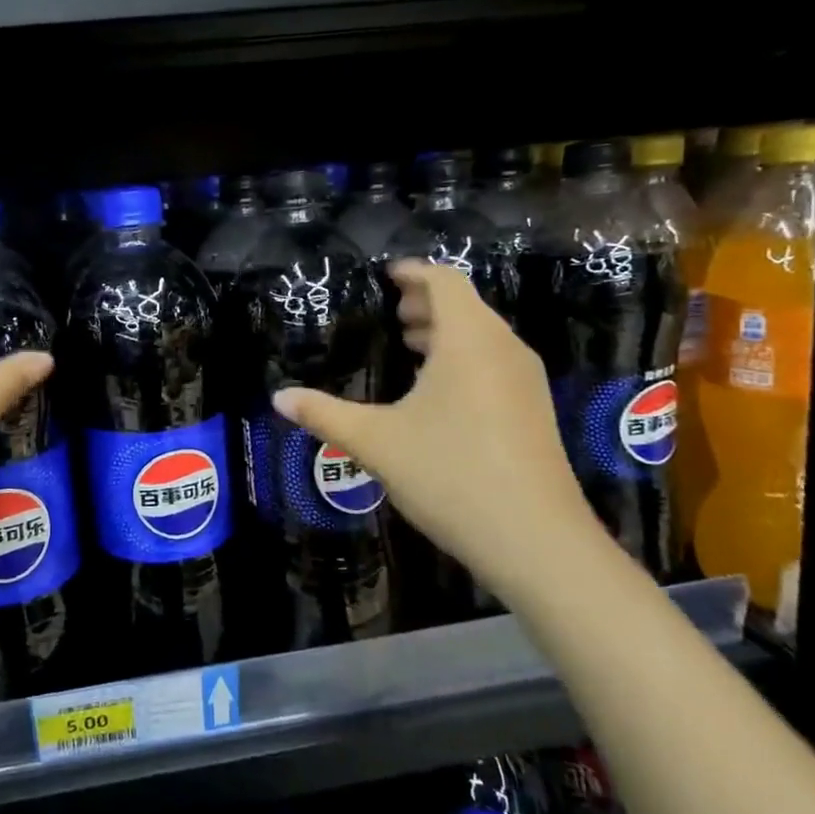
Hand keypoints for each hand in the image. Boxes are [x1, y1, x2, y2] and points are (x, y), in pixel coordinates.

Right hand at [273, 258, 606, 607]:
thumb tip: (278, 397)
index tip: (387, 275)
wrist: (536, 540)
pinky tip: (439, 393)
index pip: (445, 282)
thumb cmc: (450, 474)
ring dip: (447, 332)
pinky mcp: (534, 411)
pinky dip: (464, 359)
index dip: (415, 273)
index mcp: (468, 340)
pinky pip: (495, 363)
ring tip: (411, 345)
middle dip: (428, 303)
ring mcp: (525, 381)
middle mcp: (503, 349)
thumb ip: (324, 414)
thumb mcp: (376, 442)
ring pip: (483, 337)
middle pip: (467, 306)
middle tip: (393, 314)